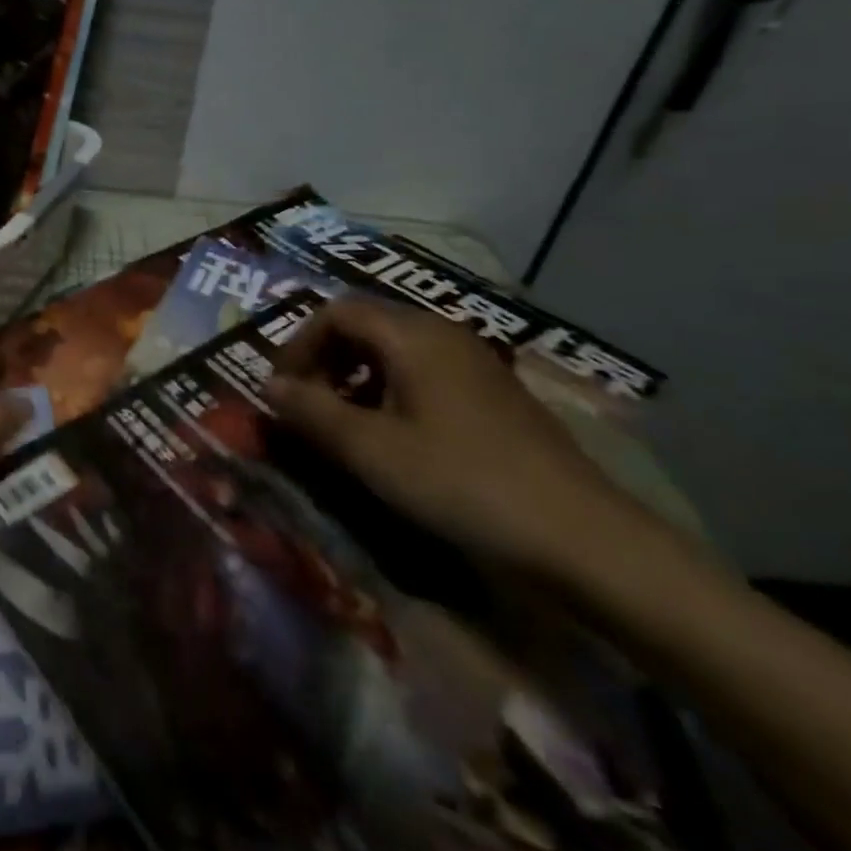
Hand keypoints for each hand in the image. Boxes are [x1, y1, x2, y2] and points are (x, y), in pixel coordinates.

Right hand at [267, 295, 643, 579]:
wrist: (581, 538)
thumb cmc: (461, 483)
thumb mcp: (371, 451)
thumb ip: (312, 412)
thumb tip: (269, 386)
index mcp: (412, 335)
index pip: (336, 312)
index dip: (299, 345)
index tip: (283, 390)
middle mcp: (444, 334)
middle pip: (366, 324)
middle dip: (325, 358)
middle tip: (307, 404)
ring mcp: (475, 362)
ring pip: (395, 349)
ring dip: (356, 375)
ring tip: (344, 423)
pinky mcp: (493, 394)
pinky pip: (425, 371)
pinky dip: (390, 390)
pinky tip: (394, 436)